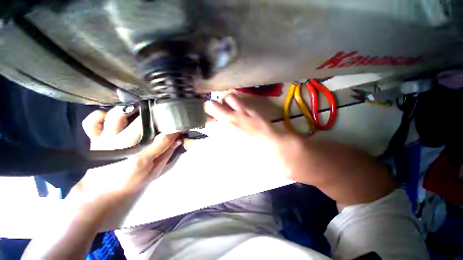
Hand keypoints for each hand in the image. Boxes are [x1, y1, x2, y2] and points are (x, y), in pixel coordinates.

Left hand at [70, 106, 180, 203]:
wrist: (101, 191)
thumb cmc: (130, 182)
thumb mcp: (154, 172)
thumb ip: (166, 155)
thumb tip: (177, 140)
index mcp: (140, 158)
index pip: (163, 139)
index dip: (174, 130)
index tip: (180, 126)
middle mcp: (123, 146)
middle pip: (142, 124)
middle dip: (157, 117)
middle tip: (163, 115)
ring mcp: (106, 140)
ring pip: (116, 116)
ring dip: (130, 111)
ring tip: (140, 111)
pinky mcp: (95, 138)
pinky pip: (92, 120)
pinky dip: (101, 115)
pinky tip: (113, 116)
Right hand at [185, 94, 301, 178]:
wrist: (273, 146)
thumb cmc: (253, 154)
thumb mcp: (234, 152)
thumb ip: (224, 143)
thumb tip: (219, 137)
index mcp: (223, 132)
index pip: (207, 123)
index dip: (207, 124)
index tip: (210, 125)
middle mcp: (229, 119)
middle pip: (210, 105)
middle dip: (209, 108)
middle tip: (214, 113)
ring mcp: (240, 112)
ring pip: (226, 98)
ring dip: (225, 102)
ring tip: (228, 107)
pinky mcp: (250, 109)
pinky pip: (239, 100)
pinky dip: (236, 102)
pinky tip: (239, 109)